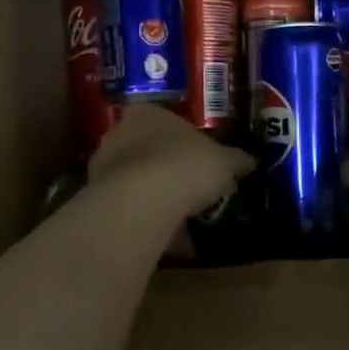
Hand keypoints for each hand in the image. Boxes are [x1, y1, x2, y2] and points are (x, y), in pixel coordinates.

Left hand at [87, 102, 252, 222]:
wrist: (144, 200)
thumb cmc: (187, 165)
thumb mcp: (224, 162)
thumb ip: (236, 160)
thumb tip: (250, 161)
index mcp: (148, 112)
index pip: (167, 121)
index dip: (187, 141)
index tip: (203, 161)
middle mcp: (119, 132)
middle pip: (149, 149)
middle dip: (169, 168)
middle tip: (194, 188)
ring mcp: (104, 165)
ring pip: (136, 180)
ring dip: (157, 196)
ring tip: (182, 218)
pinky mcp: (98, 197)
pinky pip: (130, 207)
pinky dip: (147, 218)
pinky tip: (168, 237)